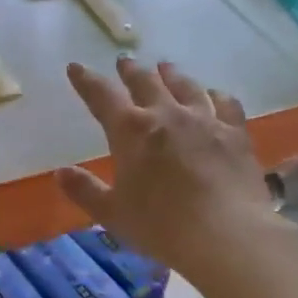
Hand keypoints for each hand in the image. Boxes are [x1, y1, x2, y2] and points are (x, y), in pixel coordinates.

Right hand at [57, 56, 277, 279]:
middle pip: (145, 83)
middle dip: (131, 71)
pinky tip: (215, 94)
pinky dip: (216, 95)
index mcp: (130, 131)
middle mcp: (166, 114)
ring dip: (172, 75)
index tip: (76, 67)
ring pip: (186, 86)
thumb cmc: (161, 226)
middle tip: (125, 62)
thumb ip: (85, 190)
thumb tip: (61, 172)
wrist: (227, 235)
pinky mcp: (236, 134)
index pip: (102, 96)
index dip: (86, 81)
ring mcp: (205, 120)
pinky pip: (226, 104)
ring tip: (166, 67)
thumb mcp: (112, 213)